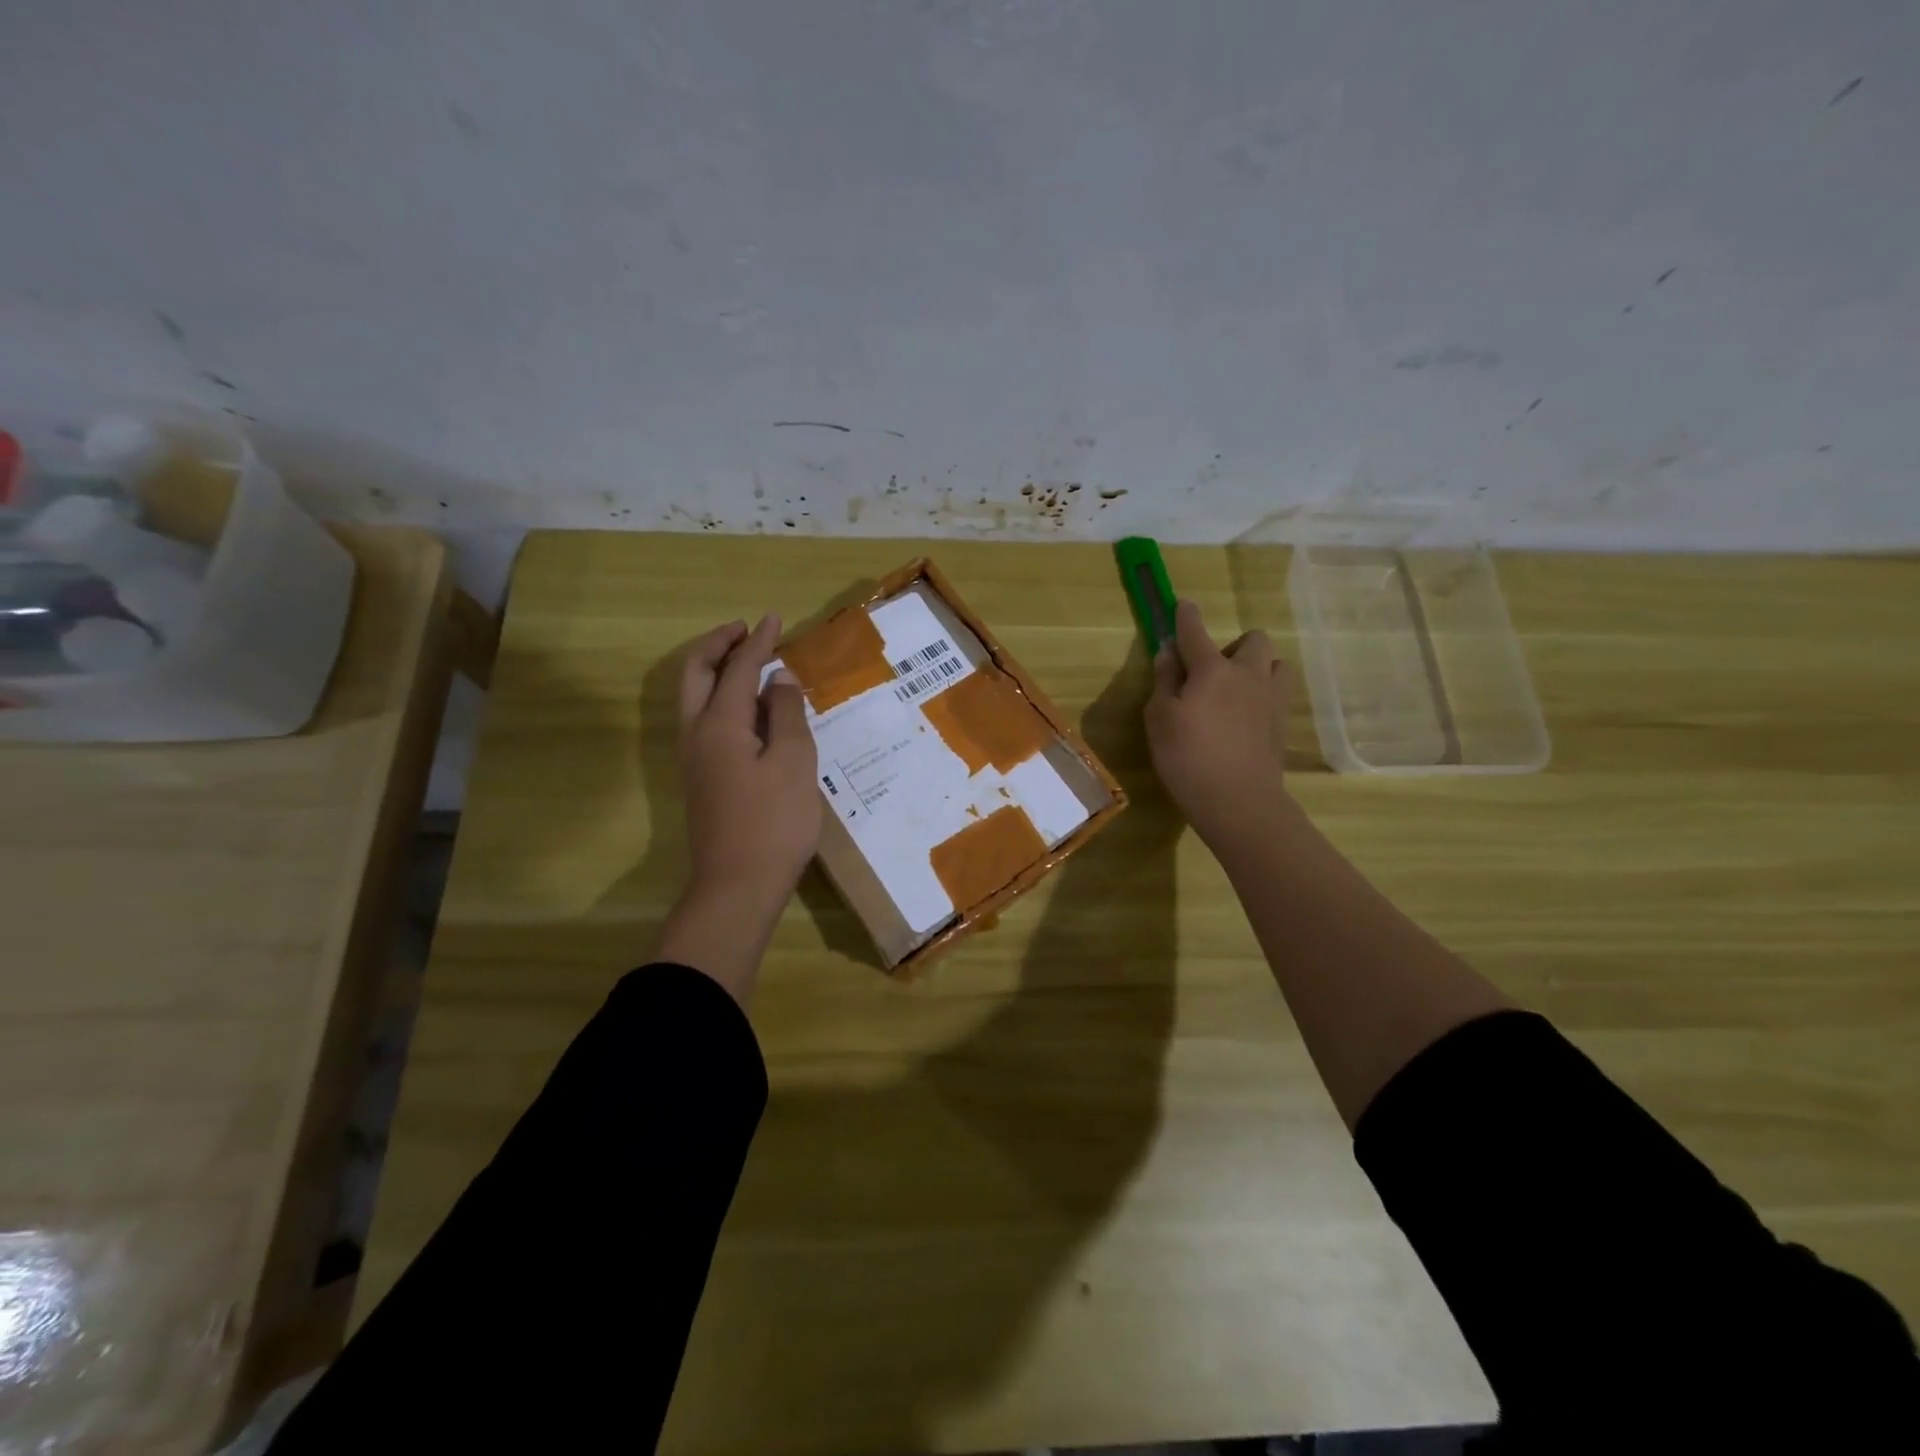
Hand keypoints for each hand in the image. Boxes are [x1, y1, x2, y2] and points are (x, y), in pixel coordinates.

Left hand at [656, 615, 821, 1001]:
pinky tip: (751, 711)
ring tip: (750, 664)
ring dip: (716, 671)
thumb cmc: (773, 822)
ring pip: (694, 698)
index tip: (774, 618)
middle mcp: (696, 734)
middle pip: (696, 674)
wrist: (737, 887)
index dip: (758, 642)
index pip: (738, 669)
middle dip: (718, 646)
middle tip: (746, 632)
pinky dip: (721, 699)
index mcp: (719, 724)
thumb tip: (779, 679)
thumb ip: (785, 715)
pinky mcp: (701, 780)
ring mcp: (694, 759)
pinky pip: (704, 721)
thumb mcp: (793, 762)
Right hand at [1145, 599, 1290, 846]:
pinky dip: (1262, 695)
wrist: (1239, 800)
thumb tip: (1169, 653)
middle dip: (1234, 646)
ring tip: (1236, 692)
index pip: (1195, 632)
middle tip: (1212, 672)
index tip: (1183, 604)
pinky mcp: (1282, 724)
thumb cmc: (1187, 757)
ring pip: (1275, 664)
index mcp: (1212, 669)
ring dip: (1257, 668)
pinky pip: (1277, 694)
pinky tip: (1245, 718)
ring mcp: (1271, 699)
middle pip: (1253, 640)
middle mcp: (1248, 674)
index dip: (1186, 616)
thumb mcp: (1160, 718)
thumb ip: (1164, 681)